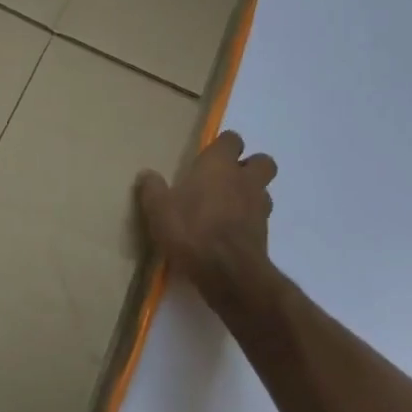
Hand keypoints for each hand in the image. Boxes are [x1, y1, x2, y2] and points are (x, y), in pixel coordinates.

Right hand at [136, 131, 277, 298]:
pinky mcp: (265, 234)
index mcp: (219, 164)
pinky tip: (230, 232)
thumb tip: (147, 174)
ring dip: (251, 194)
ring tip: (229, 207)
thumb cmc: (191, 229)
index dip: (223, 145)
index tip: (209, 156)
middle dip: (250, 166)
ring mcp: (259, 207)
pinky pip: (261, 219)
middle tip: (227, 178)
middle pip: (262, 161)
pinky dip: (249, 221)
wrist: (227, 272)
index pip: (231, 139)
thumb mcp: (158, 209)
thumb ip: (152, 188)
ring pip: (264, 191)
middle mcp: (244, 179)